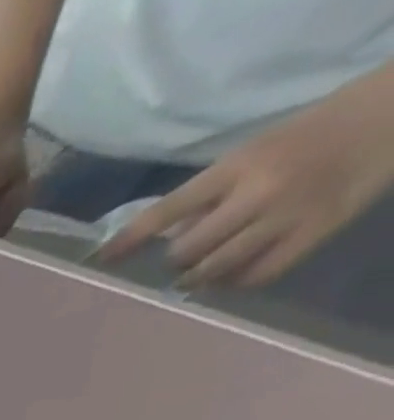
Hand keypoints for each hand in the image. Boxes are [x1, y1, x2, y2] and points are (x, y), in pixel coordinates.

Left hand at [102, 100, 393, 287]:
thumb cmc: (305, 137)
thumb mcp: (250, 154)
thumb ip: (206, 196)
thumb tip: (165, 240)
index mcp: (237, 166)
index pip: (165, 212)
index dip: (128, 240)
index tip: (102, 259)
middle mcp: (258, 191)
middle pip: (186, 251)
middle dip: (173, 262)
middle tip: (175, 264)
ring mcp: (289, 214)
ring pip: (215, 269)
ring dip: (197, 278)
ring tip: (197, 275)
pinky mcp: (317, 231)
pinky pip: (258, 275)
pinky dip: (236, 282)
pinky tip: (234, 276)